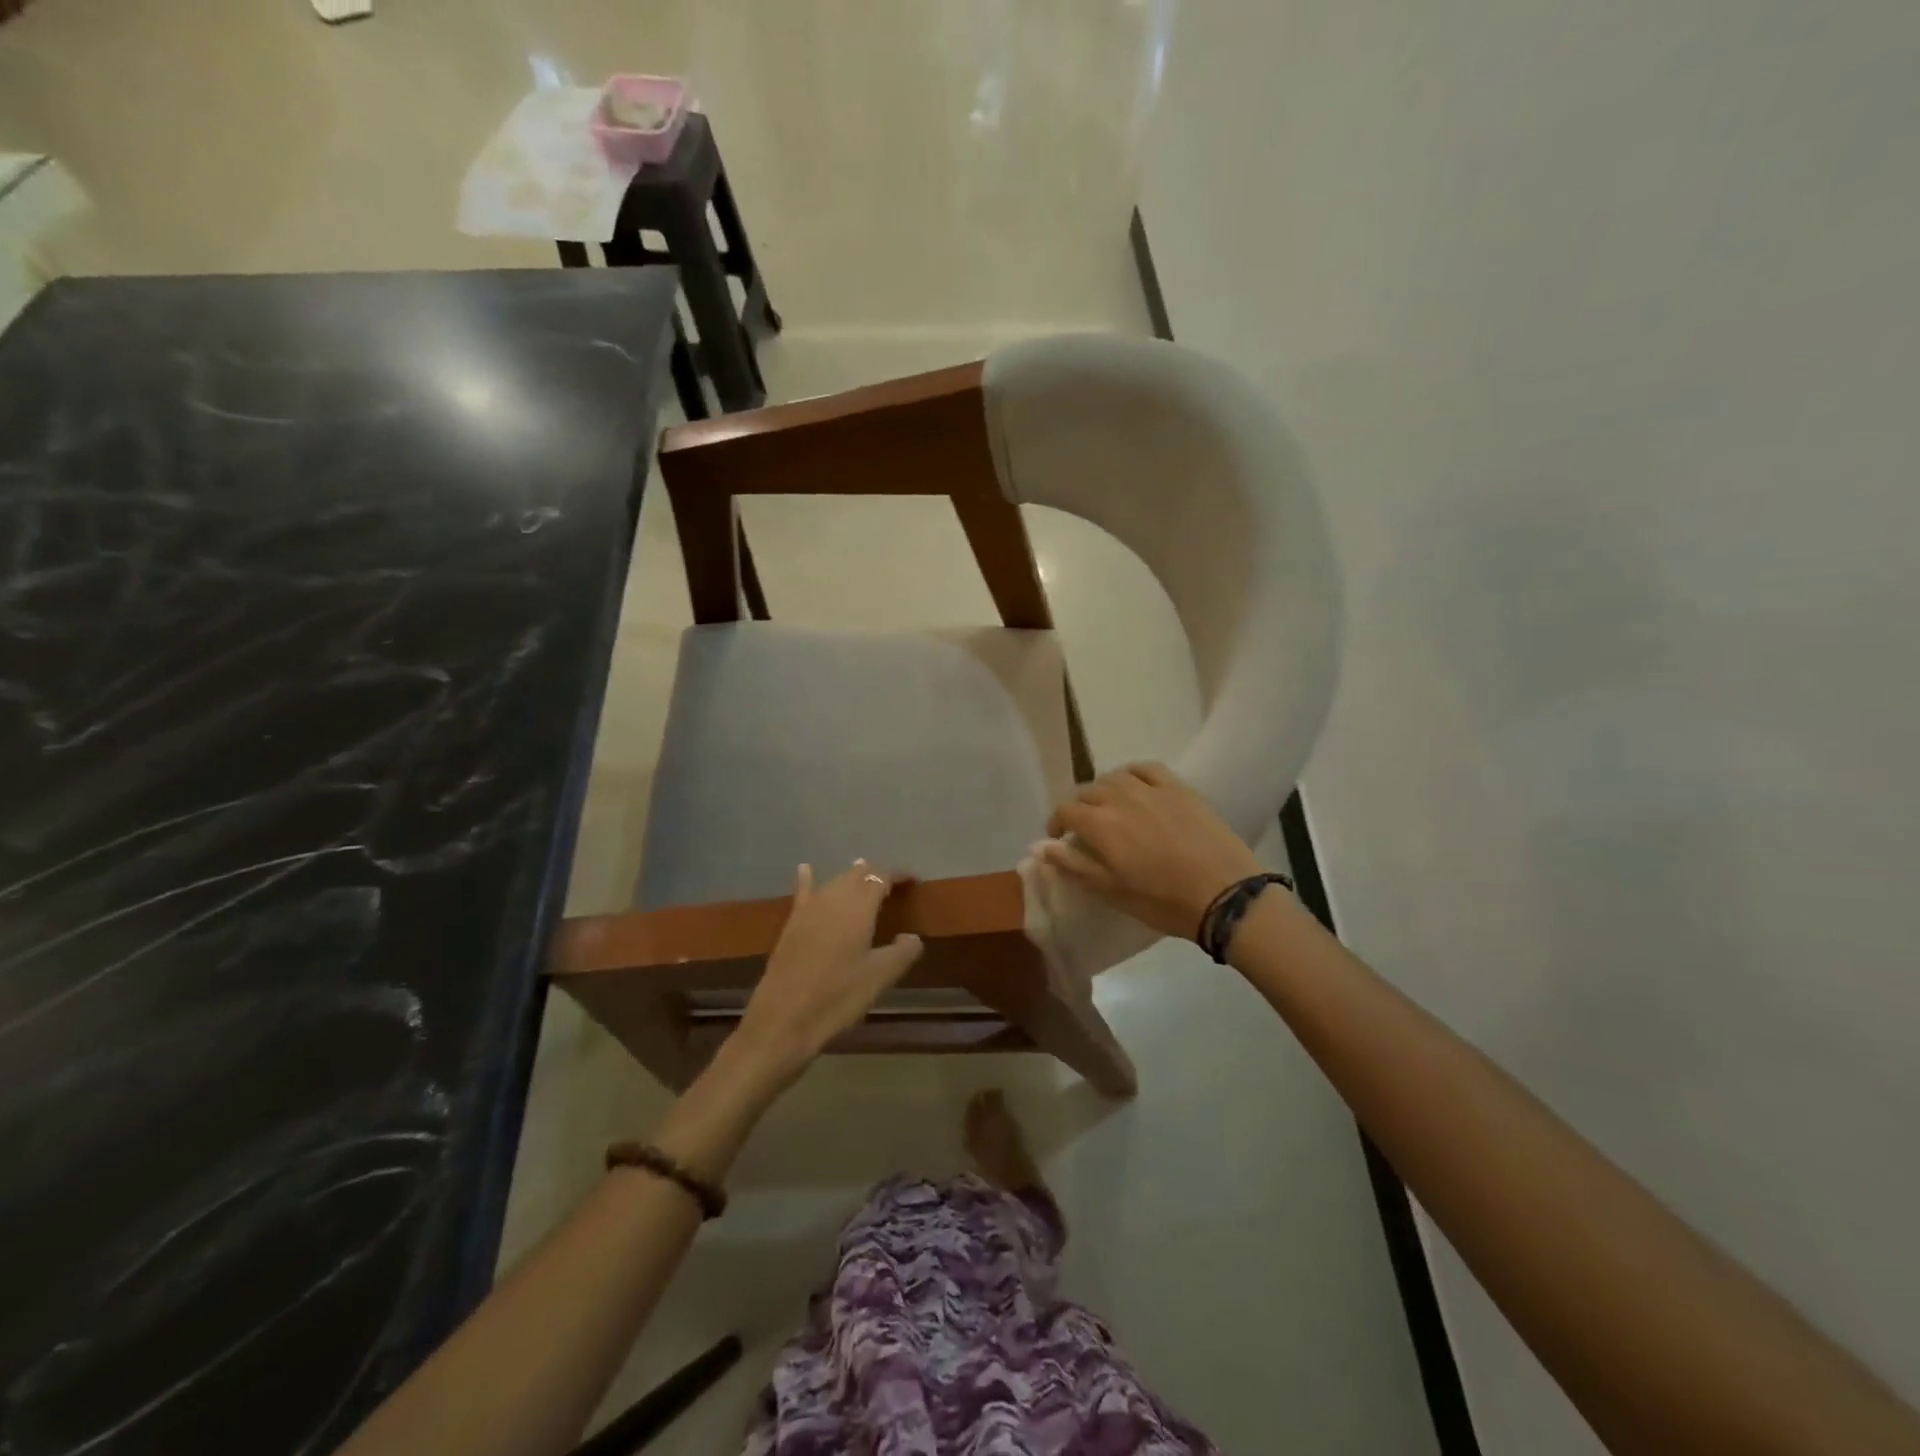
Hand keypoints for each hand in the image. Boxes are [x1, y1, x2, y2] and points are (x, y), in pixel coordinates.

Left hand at [729, 861, 923, 1087]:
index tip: (913, 881)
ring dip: (850, 878)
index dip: (898, 875)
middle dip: (875, 875)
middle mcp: (833, 898)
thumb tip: (912, 937)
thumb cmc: (838, 996)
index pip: (881, 877)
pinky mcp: (791, 925)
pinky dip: (808, 879)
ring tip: (862, 874)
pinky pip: (804, 893)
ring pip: (834, 882)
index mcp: (859, 907)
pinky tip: (805, 869)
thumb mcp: (880, 977)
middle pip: (857, 876)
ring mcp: (808, 910)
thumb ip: (903, 952)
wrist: (784, 1019)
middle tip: (891, 884)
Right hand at [1039, 762, 1262, 939]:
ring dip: (1104, 790)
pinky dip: (1133, 774)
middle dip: (1080, 808)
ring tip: (1111, 808)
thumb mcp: (1110, 890)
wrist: (1224, 894)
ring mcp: (1151, 789)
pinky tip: (1136, 786)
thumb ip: (1072, 864)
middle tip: (1087, 830)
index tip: (1060, 839)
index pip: (1065, 810)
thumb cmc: (1162, 900)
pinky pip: (1147, 769)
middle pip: (1087, 791)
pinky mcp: (1178, 788)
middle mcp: (1120, 797)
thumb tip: (1037, 846)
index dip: (1057, 823)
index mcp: (1100, 824)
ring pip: (1114, 776)